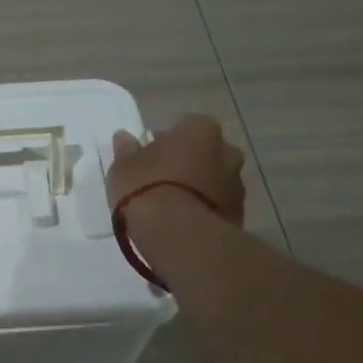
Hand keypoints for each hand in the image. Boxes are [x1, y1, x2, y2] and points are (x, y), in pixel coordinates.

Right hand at [108, 115, 246, 224]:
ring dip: (198, 188)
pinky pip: (217, 206)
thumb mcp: (123, 167)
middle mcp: (227, 150)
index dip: (164, 142)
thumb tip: (124, 137)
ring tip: (171, 207)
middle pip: (204, 152)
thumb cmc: (147, 189)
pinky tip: (183, 224)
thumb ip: (127, 150)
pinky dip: (204, 210)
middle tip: (161, 181)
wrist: (179, 235)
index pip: (183, 127)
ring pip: (213, 180)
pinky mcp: (239, 215)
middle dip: (187, 163)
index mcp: (200, 129)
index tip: (148, 158)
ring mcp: (237, 184)